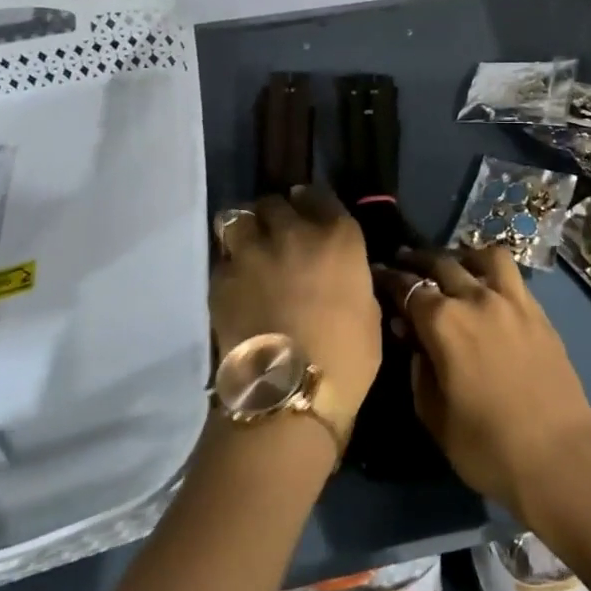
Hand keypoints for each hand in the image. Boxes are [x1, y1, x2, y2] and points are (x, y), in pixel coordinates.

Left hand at [212, 189, 380, 424]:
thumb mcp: (368, 312)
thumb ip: (352, 281)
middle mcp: (294, 232)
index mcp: (339, 237)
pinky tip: (235, 285)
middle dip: (276, 215)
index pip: (322, 197)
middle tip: (277, 234)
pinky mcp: (221, 278)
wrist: (287, 393)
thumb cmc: (346, 359)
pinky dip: (229, 266)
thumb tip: (342, 277)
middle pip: (276, 203)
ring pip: (239, 217)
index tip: (307, 210)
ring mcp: (253, 252)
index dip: (312, 202)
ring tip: (248, 247)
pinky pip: (223, 259)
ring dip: (245, 229)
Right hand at [373, 249, 590, 523]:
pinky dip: (493, 271)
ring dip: (462, 256)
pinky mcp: (538, 311)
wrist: (559, 457)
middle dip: (418, 260)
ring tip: (455, 266)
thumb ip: (418, 369)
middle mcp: (476, 298)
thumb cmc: (487, 447)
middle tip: (405, 261)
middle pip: (442, 263)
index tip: (377, 273)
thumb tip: (411, 337)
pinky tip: (488, 287)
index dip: (389, 278)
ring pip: (483, 256)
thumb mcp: (435, 416)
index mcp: (444, 323)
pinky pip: (512, 275)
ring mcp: (512, 300)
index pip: (408, 288)